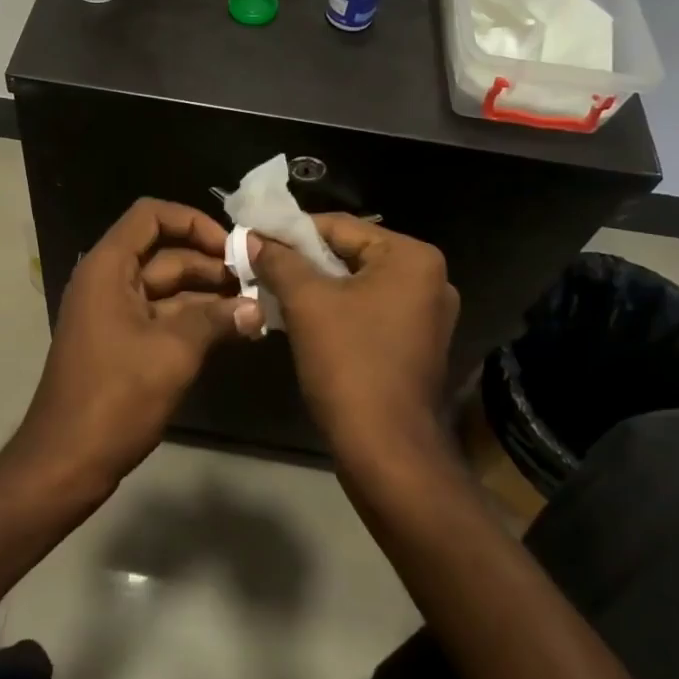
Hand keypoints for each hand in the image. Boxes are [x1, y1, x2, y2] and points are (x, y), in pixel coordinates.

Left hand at [13, 199, 263, 495]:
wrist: (66, 461)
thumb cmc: (115, 397)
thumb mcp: (172, 353)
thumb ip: (216, 321)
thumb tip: (257, 308)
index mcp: (108, 268)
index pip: (150, 216)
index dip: (192, 221)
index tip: (230, 246)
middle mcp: (108, 281)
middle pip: (164, 253)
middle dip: (210, 264)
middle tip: (256, 281)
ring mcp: (114, 313)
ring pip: (167, 288)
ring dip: (208, 296)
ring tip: (254, 307)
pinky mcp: (122, 342)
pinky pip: (162, 317)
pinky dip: (194, 321)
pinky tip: (233, 331)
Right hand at [251, 215, 458, 450]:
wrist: (386, 451)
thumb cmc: (350, 364)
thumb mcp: (307, 303)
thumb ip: (278, 261)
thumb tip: (250, 236)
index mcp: (412, 257)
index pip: (340, 227)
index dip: (290, 232)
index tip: (253, 238)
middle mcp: (429, 278)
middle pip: (349, 254)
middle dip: (302, 262)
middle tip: (259, 265)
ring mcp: (426, 314)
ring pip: (356, 285)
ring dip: (314, 287)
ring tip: (271, 290)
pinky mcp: (415, 344)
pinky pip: (367, 311)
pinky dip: (334, 311)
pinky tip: (299, 318)